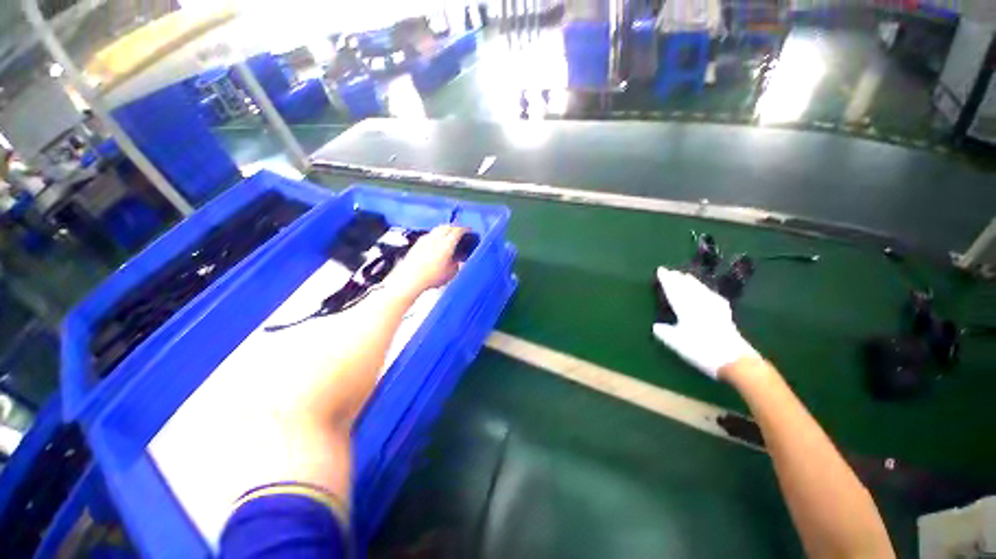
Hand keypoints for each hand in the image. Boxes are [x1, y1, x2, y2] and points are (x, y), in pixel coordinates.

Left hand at [385, 225, 463, 298]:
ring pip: (437, 229)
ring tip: (448, 235)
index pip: (458, 231)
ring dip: (444, 229)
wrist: (410, 279)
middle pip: (447, 226)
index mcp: (447, 244)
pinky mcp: (417, 244)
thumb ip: (457, 264)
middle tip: (459, 231)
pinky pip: (429, 234)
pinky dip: (435, 235)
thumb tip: (458, 261)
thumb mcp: (451, 273)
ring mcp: (425, 240)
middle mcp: (436, 238)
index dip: (464, 229)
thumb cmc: (430, 277)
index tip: (468, 230)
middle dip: (454, 227)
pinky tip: (435, 241)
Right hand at [652, 267, 758, 379]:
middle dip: (679, 279)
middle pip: (688, 288)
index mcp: (686, 310)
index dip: (667, 281)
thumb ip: (665, 333)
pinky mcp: (725, 315)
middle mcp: (700, 305)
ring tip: (686, 276)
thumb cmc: (701, 351)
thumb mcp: (677, 343)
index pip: (674, 291)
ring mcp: (714, 309)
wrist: (734, 360)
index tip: (660, 270)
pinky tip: (708, 291)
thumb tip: (656, 326)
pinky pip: (713, 297)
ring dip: (692, 282)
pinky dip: (707, 291)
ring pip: (701, 290)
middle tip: (671, 271)